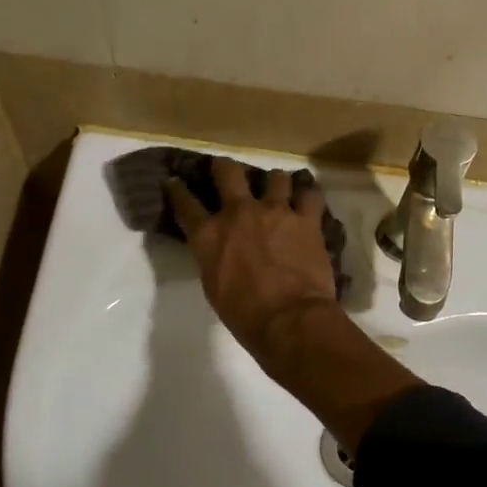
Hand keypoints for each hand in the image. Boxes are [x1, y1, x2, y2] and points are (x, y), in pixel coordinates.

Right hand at [167, 159, 337, 362]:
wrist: (288, 319)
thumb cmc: (244, 314)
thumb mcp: (213, 286)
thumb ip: (213, 258)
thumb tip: (220, 251)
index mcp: (209, 234)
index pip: (185, 203)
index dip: (178, 190)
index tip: (175, 182)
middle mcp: (238, 213)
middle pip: (227, 172)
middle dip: (224, 168)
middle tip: (226, 171)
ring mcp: (275, 211)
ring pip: (275, 177)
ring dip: (275, 183)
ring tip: (278, 190)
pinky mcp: (306, 219)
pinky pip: (311, 195)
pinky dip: (309, 196)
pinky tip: (309, 200)